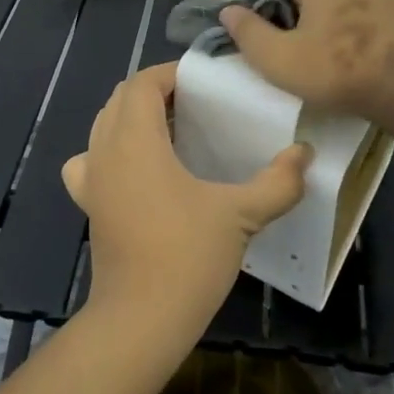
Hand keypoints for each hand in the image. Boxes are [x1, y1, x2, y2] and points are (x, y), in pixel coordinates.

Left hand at [62, 63, 308, 363]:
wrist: (140, 320)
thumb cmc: (187, 256)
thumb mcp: (241, 215)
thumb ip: (278, 181)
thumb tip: (305, 154)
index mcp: (135, 140)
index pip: (142, 83)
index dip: (170, 73)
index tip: (203, 82)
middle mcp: (104, 151)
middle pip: (120, 98)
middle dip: (154, 91)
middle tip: (194, 103)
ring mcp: (91, 180)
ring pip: (103, 126)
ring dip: (132, 117)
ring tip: (171, 129)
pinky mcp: (88, 206)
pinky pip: (90, 161)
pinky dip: (109, 151)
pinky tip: (135, 170)